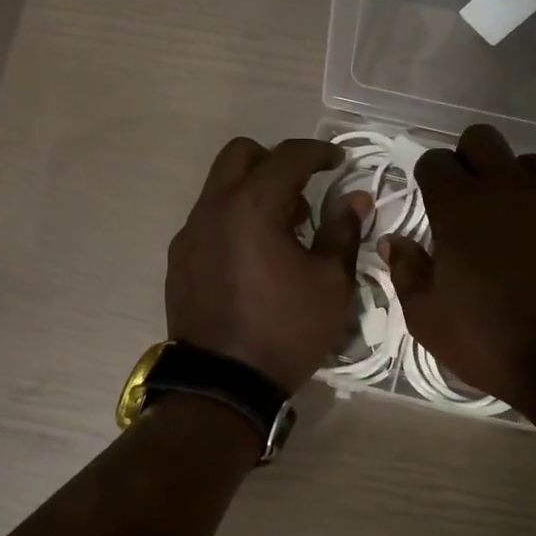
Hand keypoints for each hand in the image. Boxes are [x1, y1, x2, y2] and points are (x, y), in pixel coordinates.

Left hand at [167, 137, 370, 394]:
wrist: (224, 383)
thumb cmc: (286, 330)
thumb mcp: (330, 283)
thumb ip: (343, 231)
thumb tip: (356, 198)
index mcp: (253, 206)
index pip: (288, 156)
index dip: (319, 152)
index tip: (339, 161)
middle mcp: (214, 208)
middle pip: (241, 155)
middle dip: (276, 161)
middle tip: (304, 193)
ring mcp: (190, 233)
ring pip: (221, 187)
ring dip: (253, 191)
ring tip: (283, 232)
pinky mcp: (179, 259)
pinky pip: (208, 220)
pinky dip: (234, 220)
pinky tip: (253, 258)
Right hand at [382, 125, 535, 413]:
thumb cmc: (491, 342)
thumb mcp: (428, 319)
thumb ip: (406, 271)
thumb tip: (392, 241)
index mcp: (461, 208)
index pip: (435, 161)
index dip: (429, 177)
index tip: (431, 201)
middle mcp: (509, 189)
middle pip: (482, 139)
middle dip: (469, 159)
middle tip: (468, 199)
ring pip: (529, 162)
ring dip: (513, 181)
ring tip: (512, 220)